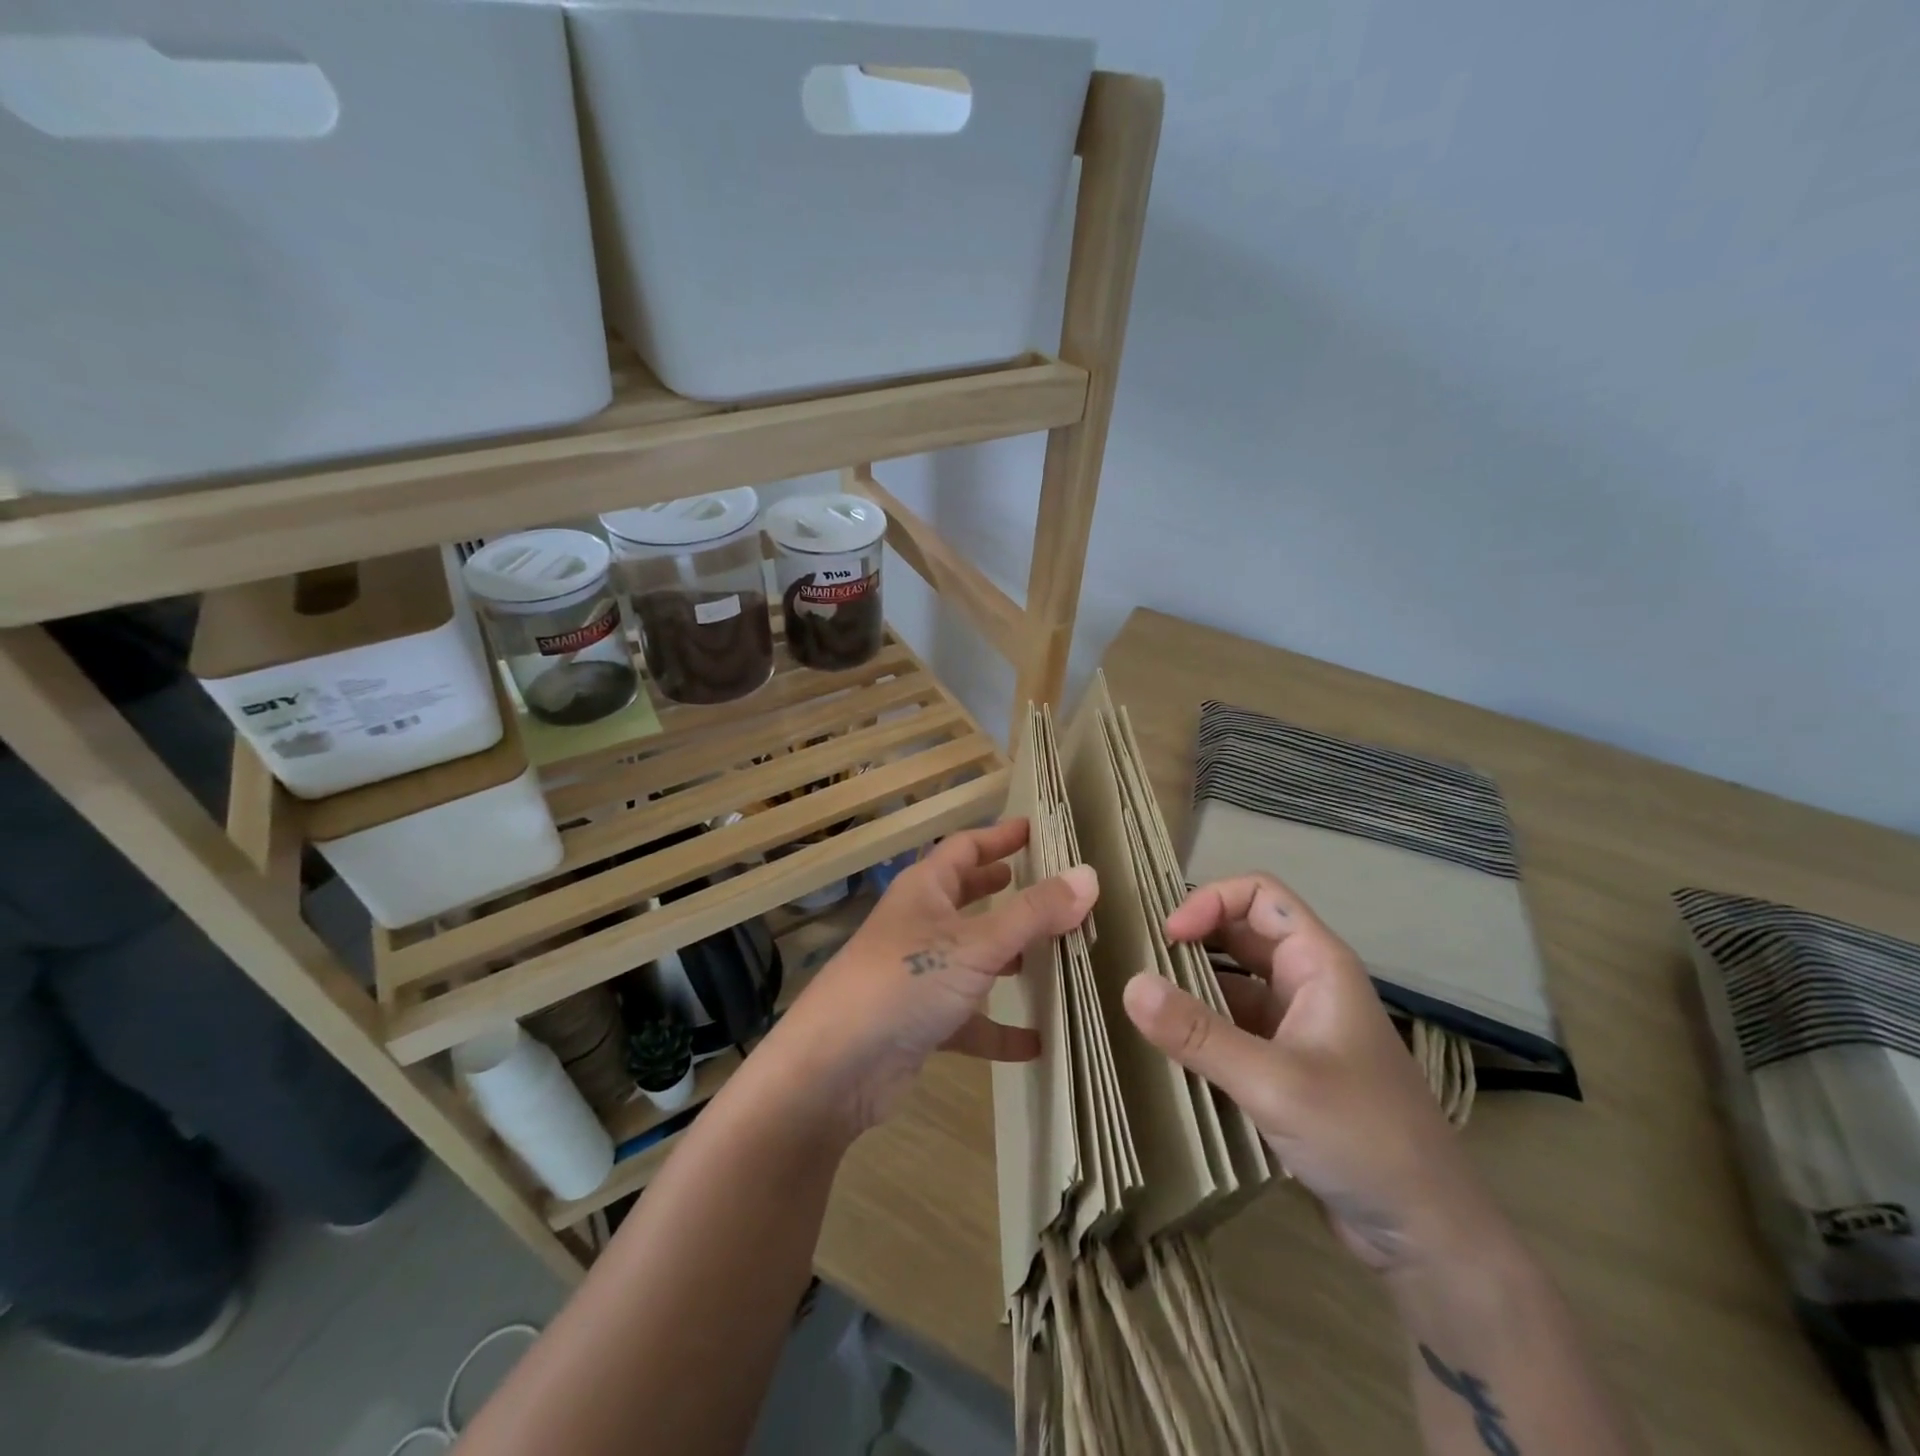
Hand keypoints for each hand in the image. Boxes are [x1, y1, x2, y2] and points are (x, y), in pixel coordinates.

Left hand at [770, 819, 1097, 1135]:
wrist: (836, 1066)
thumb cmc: (905, 982)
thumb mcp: (977, 943)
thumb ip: (1034, 912)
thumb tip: (1088, 876)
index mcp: (925, 891)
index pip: (964, 848)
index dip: (999, 837)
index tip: (1035, 830)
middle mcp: (919, 925)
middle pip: (966, 897)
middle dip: (1002, 890)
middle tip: (1046, 887)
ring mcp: (917, 975)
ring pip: (970, 957)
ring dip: (1006, 955)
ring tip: (1050, 955)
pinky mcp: (920, 1023)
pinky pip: (969, 1019)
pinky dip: (998, 1027)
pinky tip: (1035, 1041)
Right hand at [1122, 873, 1508, 1274]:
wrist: (1429, 1235)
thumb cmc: (1364, 1138)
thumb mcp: (1274, 1083)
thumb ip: (1199, 1034)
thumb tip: (1130, 986)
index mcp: (1318, 964)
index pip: (1259, 895)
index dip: (1210, 900)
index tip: (1168, 937)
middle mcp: (1307, 984)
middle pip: (1240, 935)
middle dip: (1191, 940)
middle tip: (1138, 962)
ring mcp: (1297, 1028)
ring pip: (1233, 985)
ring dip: (1190, 988)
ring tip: (1140, 1004)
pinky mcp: (1286, 1068)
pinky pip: (1233, 1029)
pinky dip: (1201, 1030)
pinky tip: (1167, 1050)